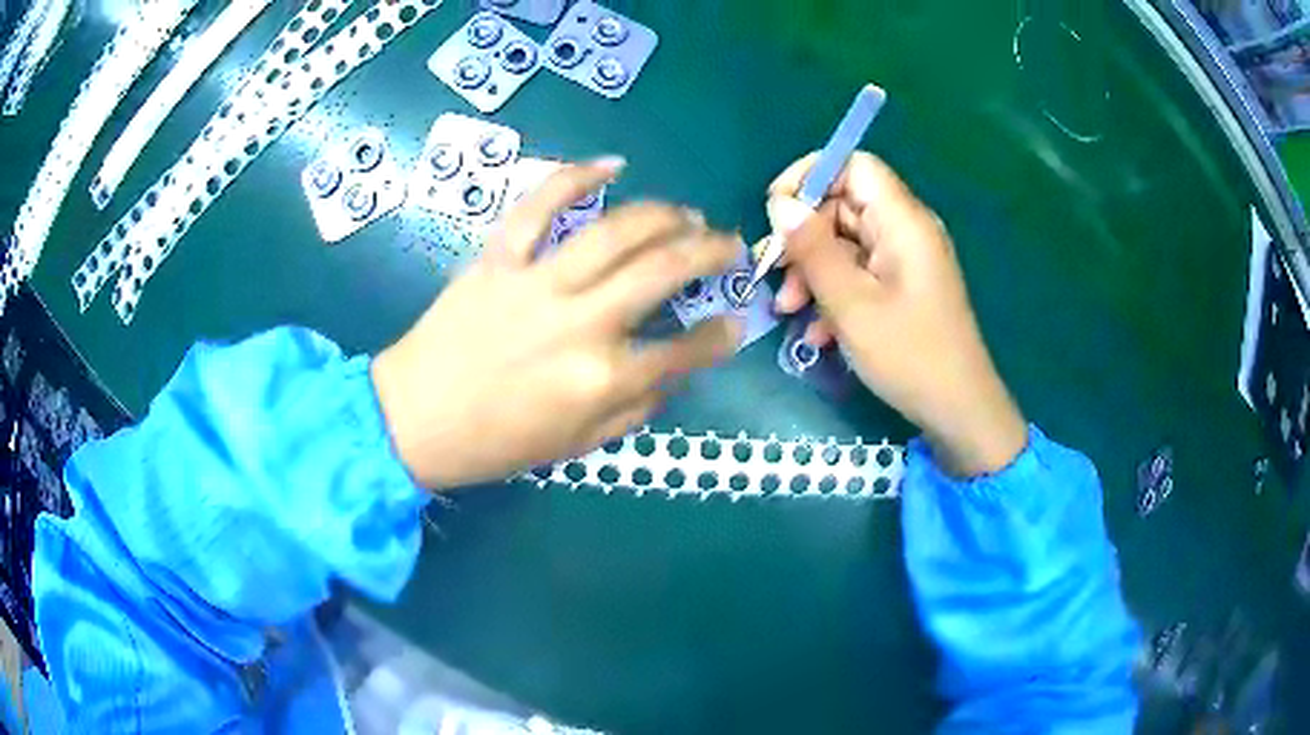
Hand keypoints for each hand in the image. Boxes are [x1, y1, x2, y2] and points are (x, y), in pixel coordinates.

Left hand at [372, 159, 743, 488]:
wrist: (415, 419)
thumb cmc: (496, 443)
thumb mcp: (576, 446)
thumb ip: (633, 411)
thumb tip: (672, 376)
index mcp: (602, 380)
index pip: (685, 352)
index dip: (721, 336)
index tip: (735, 322)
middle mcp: (581, 324)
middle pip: (664, 272)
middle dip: (711, 252)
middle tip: (730, 245)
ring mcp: (538, 284)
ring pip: (615, 231)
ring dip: (664, 215)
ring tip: (688, 214)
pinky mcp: (499, 259)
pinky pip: (539, 208)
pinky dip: (575, 178)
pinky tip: (612, 165)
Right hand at [764, 152, 1026, 476]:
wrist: (958, 411)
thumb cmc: (909, 355)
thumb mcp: (851, 303)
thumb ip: (812, 249)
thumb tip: (780, 204)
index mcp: (903, 221)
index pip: (854, 165)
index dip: (812, 176)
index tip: (776, 211)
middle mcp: (906, 230)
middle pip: (843, 206)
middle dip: (803, 237)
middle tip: (771, 273)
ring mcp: (905, 260)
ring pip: (845, 243)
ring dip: (812, 271)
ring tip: (789, 309)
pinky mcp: (902, 287)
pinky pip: (860, 272)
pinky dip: (834, 292)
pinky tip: (818, 331)